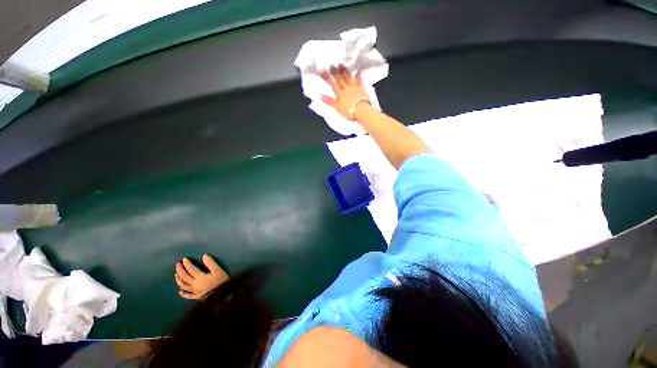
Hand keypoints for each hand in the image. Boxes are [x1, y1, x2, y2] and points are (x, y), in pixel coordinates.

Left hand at [175, 255, 228, 299]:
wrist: (226, 298)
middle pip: (184, 276)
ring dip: (179, 280)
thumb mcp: (219, 271)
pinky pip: (189, 296)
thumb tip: (204, 256)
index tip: (184, 259)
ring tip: (176, 275)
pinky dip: (184, 294)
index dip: (186, 263)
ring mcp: (195, 292)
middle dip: (180, 269)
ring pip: (184, 285)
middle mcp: (195, 285)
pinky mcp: (198, 298)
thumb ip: (211, 263)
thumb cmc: (222, 284)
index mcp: (200, 277)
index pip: (190, 268)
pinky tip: (180, 291)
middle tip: (178, 264)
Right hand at [321, 65, 370, 119]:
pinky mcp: (362, 88)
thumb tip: (320, 95)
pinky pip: (359, 80)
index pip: (332, 84)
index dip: (327, 78)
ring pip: (348, 77)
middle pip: (340, 78)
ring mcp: (355, 87)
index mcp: (340, 93)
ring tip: (341, 65)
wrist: (363, 111)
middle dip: (335, 72)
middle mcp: (346, 88)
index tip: (323, 72)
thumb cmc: (349, 111)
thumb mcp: (337, 107)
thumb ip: (329, 101)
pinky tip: (356, 72)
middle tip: (332, 65)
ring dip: (344, 71)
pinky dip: (357, 76)